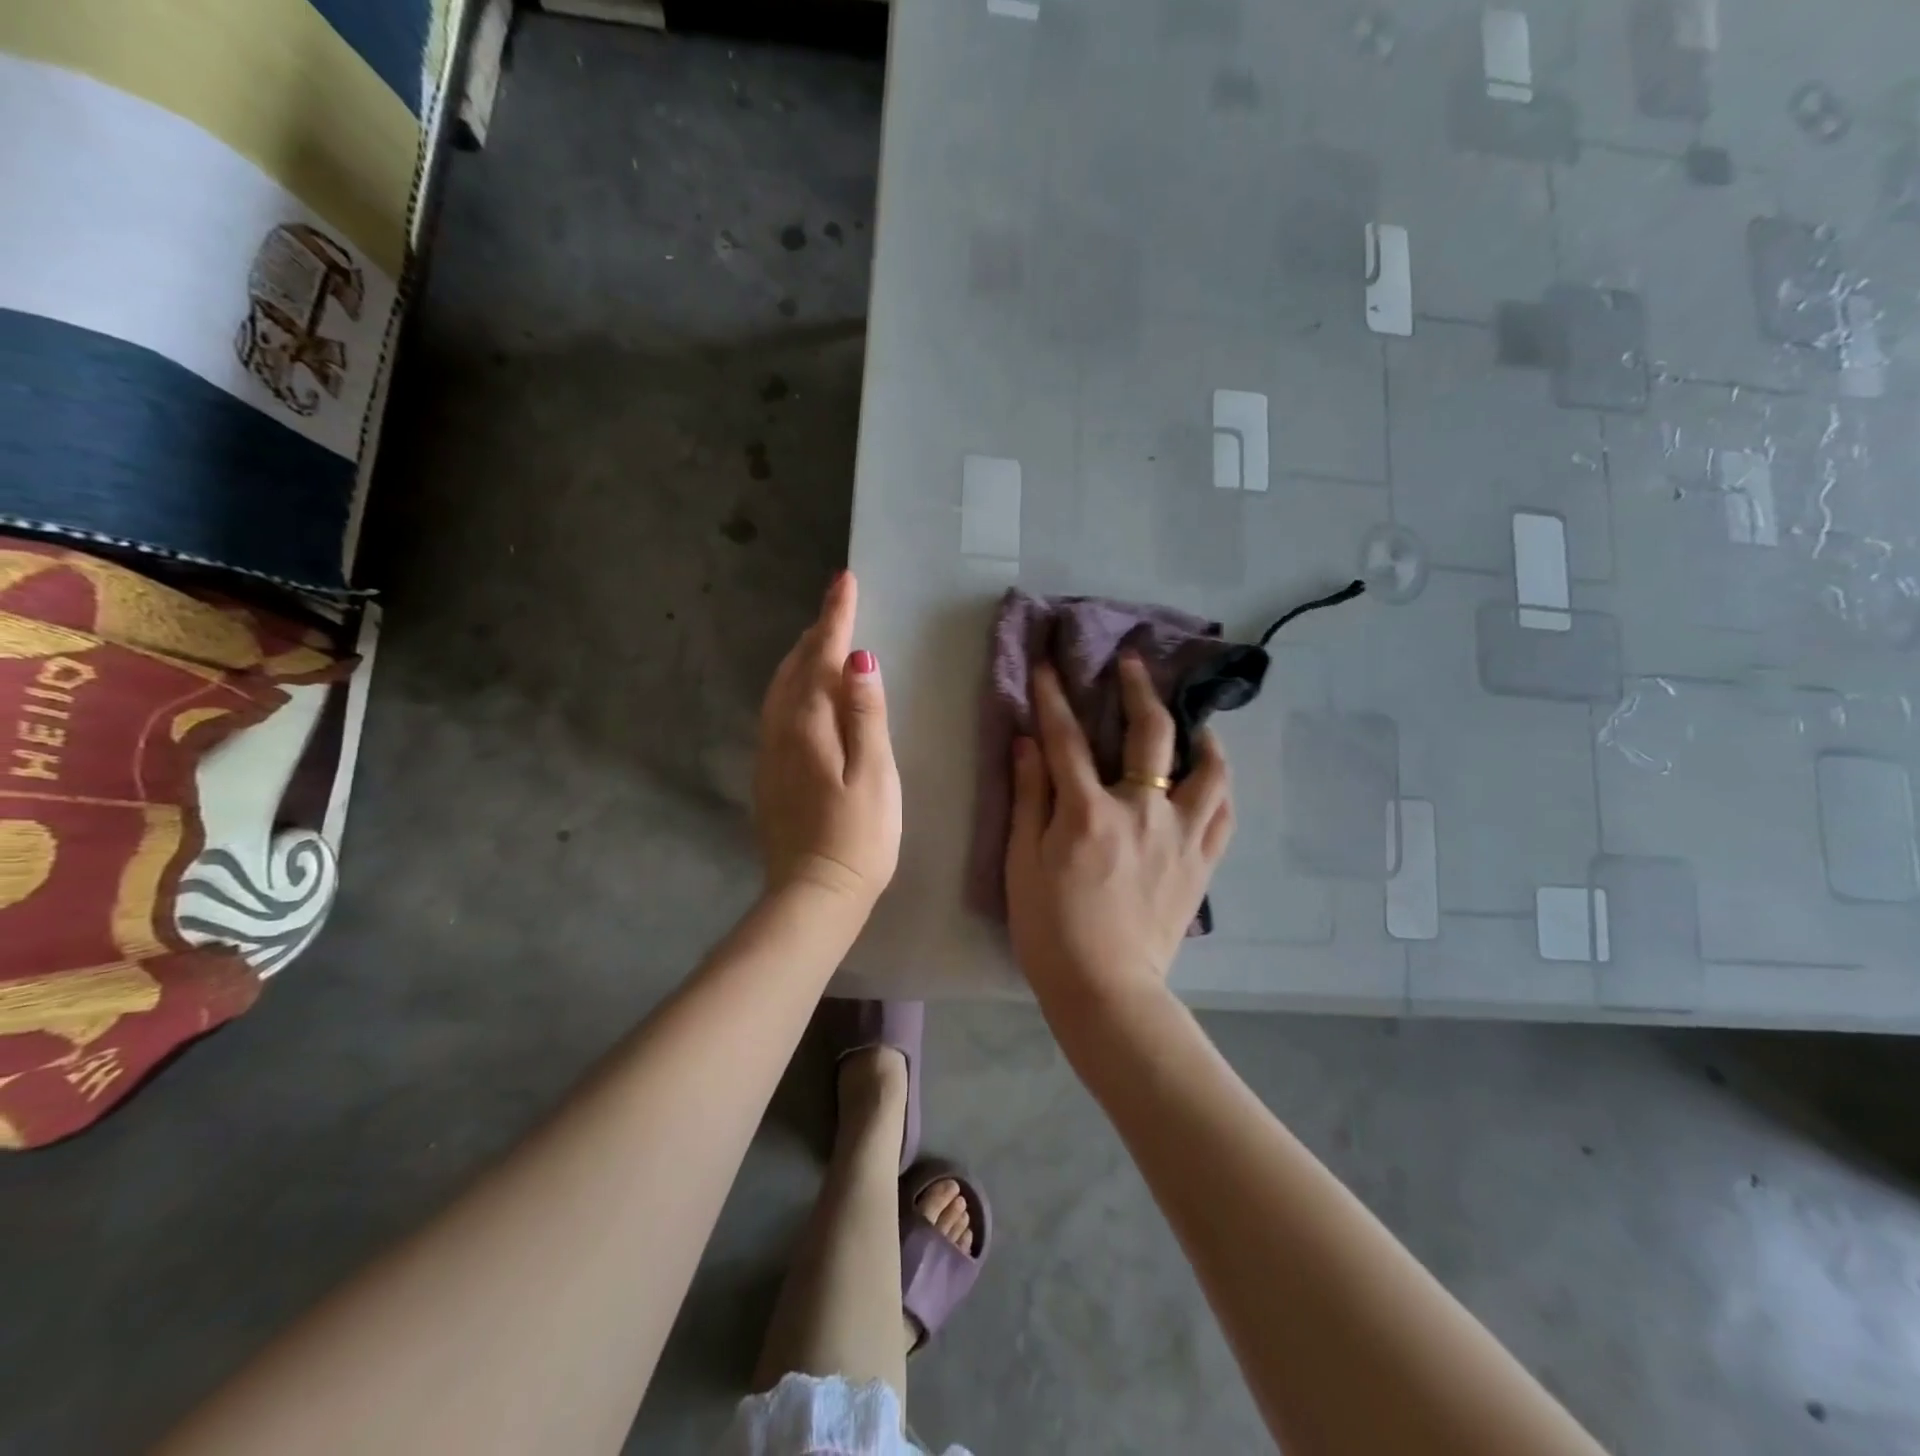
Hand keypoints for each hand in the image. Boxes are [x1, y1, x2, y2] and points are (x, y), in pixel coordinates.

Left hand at [754, 571, 901, 912]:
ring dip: (801, 658)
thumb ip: (866, 716)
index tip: (844, 580)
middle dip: (816, 632)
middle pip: (794, 667)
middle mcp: (779, 731)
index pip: (821, 657)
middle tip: (839, 606)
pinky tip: (806, 695)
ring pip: (780, 689)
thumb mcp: (875, 776)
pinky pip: (778, 712)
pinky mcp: (769, 775)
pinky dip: (794, 687)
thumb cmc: (858, 839)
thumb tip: (859, 658)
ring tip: (823, 641)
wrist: (813, 896)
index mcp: (808, 726)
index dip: (834, 618)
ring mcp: (769, 755)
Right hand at [1005, 654, 1233, 1010]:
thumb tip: (1028, 742)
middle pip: (1151, 734)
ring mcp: (1181, 836)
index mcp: (1090, 813)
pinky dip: (1219, 784)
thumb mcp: (1023, 862)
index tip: (1048, 665)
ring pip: (1208, 768)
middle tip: (1133, 662)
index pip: (1068, 739)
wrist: (1106, 990)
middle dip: (1139, 689)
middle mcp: (1143, 812)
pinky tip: (1210, 775)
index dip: (1054, 697)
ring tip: (1191, 720)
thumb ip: (1029, 796)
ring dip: (1199, 733)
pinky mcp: (1202, 863)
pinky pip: (1224, 812)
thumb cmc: (1051, 929)